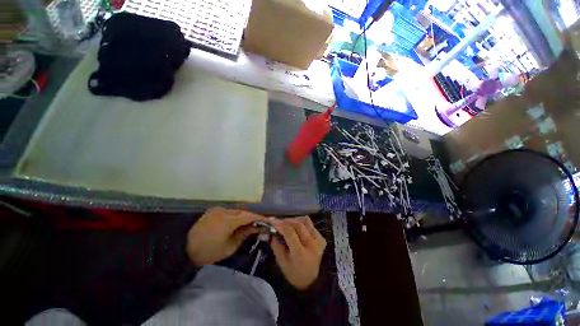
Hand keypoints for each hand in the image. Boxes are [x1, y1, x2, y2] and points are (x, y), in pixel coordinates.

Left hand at [186, 207, 265, 265]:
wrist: (183, 250)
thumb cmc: (208, 252)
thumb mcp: (230, 246)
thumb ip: (245, 234)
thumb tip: (257, 227)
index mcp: (227, 220)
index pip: (248, 216)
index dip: (260, 218)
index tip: (269, 221)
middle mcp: (223, 211)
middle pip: (243, 212)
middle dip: (253, 217)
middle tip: (261, 223)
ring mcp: (218, 209)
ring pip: (237, 211)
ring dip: (245, 217)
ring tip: (252, 223)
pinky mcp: (214, 211)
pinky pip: (229, 212)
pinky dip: (237, 216)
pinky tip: (240, 222)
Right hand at [270, 216, 326, 289]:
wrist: (313, 280)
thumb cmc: (294, 274)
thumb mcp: (282, 263)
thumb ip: (276, 246)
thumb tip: (273, 232)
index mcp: (300, 253)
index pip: (290, 233)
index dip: (281, 225)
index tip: (273, 222)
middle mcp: (311, 244)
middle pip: (298, 224)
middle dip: (286, 221)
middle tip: (278, 222)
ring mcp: (318, 240)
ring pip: (305, 221)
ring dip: (294, 220)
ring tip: (286, 224)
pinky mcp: (321, 237)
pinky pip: (309, 224)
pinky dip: (301, 222)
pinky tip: (295, 226)